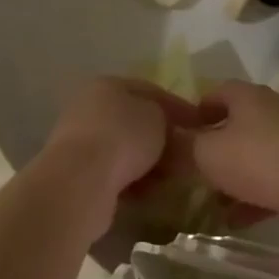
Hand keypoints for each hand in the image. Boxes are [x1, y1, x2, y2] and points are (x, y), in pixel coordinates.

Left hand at [40, 78, 212, 235]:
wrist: (81, 180)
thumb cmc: (123, 136)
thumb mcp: (158, 117)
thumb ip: (168, 118)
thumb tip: (171, 131)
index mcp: (107, 85)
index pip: (150, 90)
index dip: (177, 106)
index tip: (200, 125)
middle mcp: (90, 108)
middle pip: (136, 122)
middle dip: (163, 139)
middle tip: (187, 155)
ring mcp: (81, 142)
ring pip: (126, 150)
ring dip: (149, 163)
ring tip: (171, 178)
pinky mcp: (79, 174)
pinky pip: (115, 174)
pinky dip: (133, 181)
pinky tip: (149, 193)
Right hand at [187, 81, 278, 226]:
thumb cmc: (258, 160)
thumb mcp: (206, 153)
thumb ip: (183, 147)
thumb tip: (166, 143)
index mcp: (247, 96)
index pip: (215, 92)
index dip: (194, 111)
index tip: (178, 134)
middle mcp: (271, 112)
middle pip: (235, 124)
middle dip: (212, 147)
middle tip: (189, 168)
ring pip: (252, 155)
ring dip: (231, 176)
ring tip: (208, 199)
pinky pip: (270, 181)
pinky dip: (251, 198)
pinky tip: (234, 220)